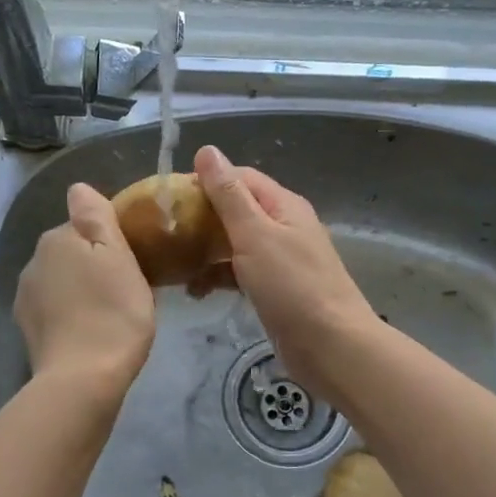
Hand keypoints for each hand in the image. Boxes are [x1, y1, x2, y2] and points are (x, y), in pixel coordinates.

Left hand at [15, 182, 154, 399]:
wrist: (84, 379)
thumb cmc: (113, 313)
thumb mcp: (117, 256)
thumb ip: (96, 216)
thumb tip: (78, 188)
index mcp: (57, 239)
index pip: (84, 225)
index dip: (109, 240)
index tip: (132, 261)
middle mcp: (33, 262)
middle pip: (70, 252)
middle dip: (92, 264)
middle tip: (125, 288)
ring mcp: (26, 297)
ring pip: (60, 281)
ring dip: (80, 290)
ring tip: (108, 314)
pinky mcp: (27, 329)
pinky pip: (53, 309)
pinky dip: (69, 314)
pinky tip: (88, 332)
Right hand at [194, 145, 377, 397]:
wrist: (331, 346)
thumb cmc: (292, 286)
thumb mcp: (255, 234)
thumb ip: (229, 195)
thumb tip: (207, 150)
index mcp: (283, 205)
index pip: (239, 177)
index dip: (205, 181)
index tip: (169, 198)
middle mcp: (284, 226)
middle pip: (236, 210)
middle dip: (201, 218)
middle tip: (164, 232)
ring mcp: (281, 260)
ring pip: (235, 243)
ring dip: (206, 250)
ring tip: (172, 262)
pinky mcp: (275, 290)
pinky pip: (240, 273)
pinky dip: (218, 277)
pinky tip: (194, 291)